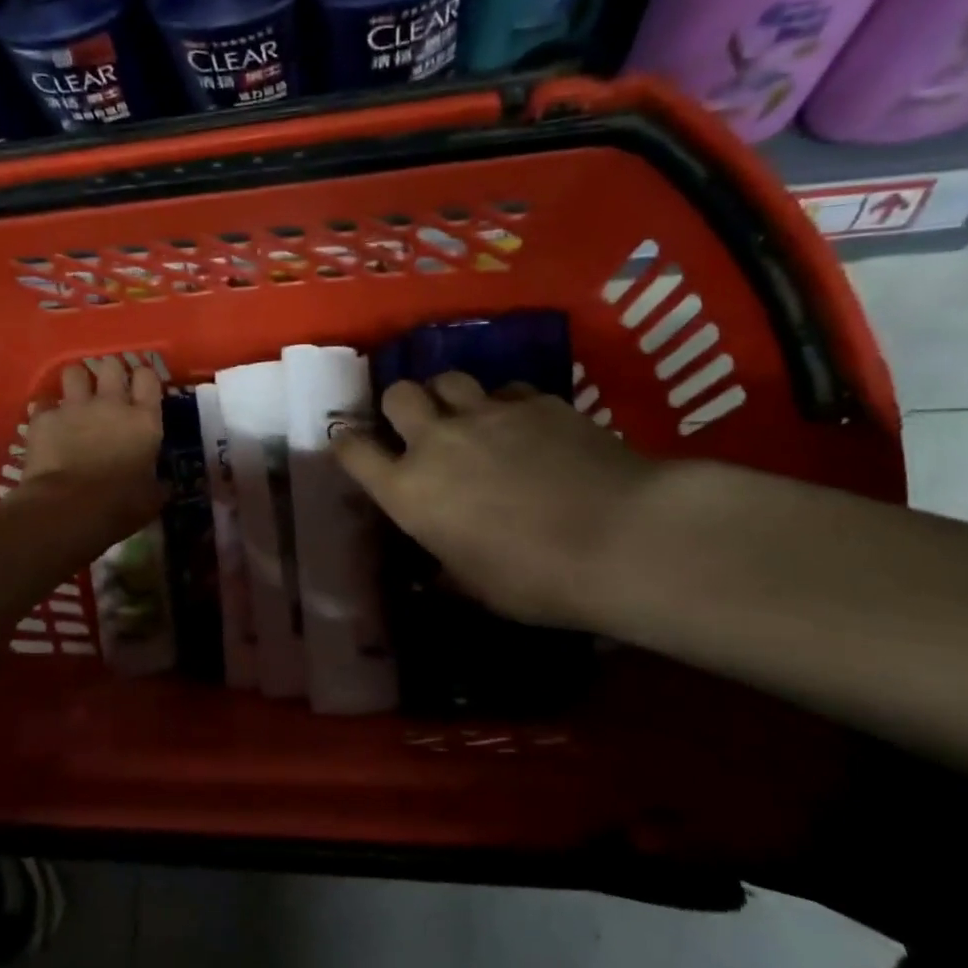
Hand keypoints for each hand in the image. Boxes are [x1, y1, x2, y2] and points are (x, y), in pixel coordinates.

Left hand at [19, 358, 164, 535]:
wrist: (68, 508)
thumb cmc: (119, 506)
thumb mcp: (151, 499)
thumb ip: (157, 485)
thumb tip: (162, 486)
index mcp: (144, 420)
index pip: (148, 377)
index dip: (143, 378)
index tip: (140, 388)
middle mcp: (111, 403)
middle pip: (111, 365)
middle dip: (109, 372)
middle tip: (107, 388)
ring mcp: (74, 407)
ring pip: (74, 372)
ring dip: (76, 382)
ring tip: (75, 397)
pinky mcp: (43, 418)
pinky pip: (44, 403)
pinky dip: (46, 412)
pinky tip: (47, 425)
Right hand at [333, 372, 657, 627]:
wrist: (622, 538)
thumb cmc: (536, 580)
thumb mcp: (477, 589)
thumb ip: (447, 571)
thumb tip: (435, 577)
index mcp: (409, 491)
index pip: (353, 451)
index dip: (346, 443)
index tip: (350, 444)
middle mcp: (436, 441)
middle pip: (398, 394)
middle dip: (400, 405)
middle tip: (417, 425)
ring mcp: (486, 414)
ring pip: (448, 379)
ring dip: (448, 396)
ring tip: (466, 416)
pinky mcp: (536, 401)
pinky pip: (506, 390)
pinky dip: (505, 405)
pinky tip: (525, 426)